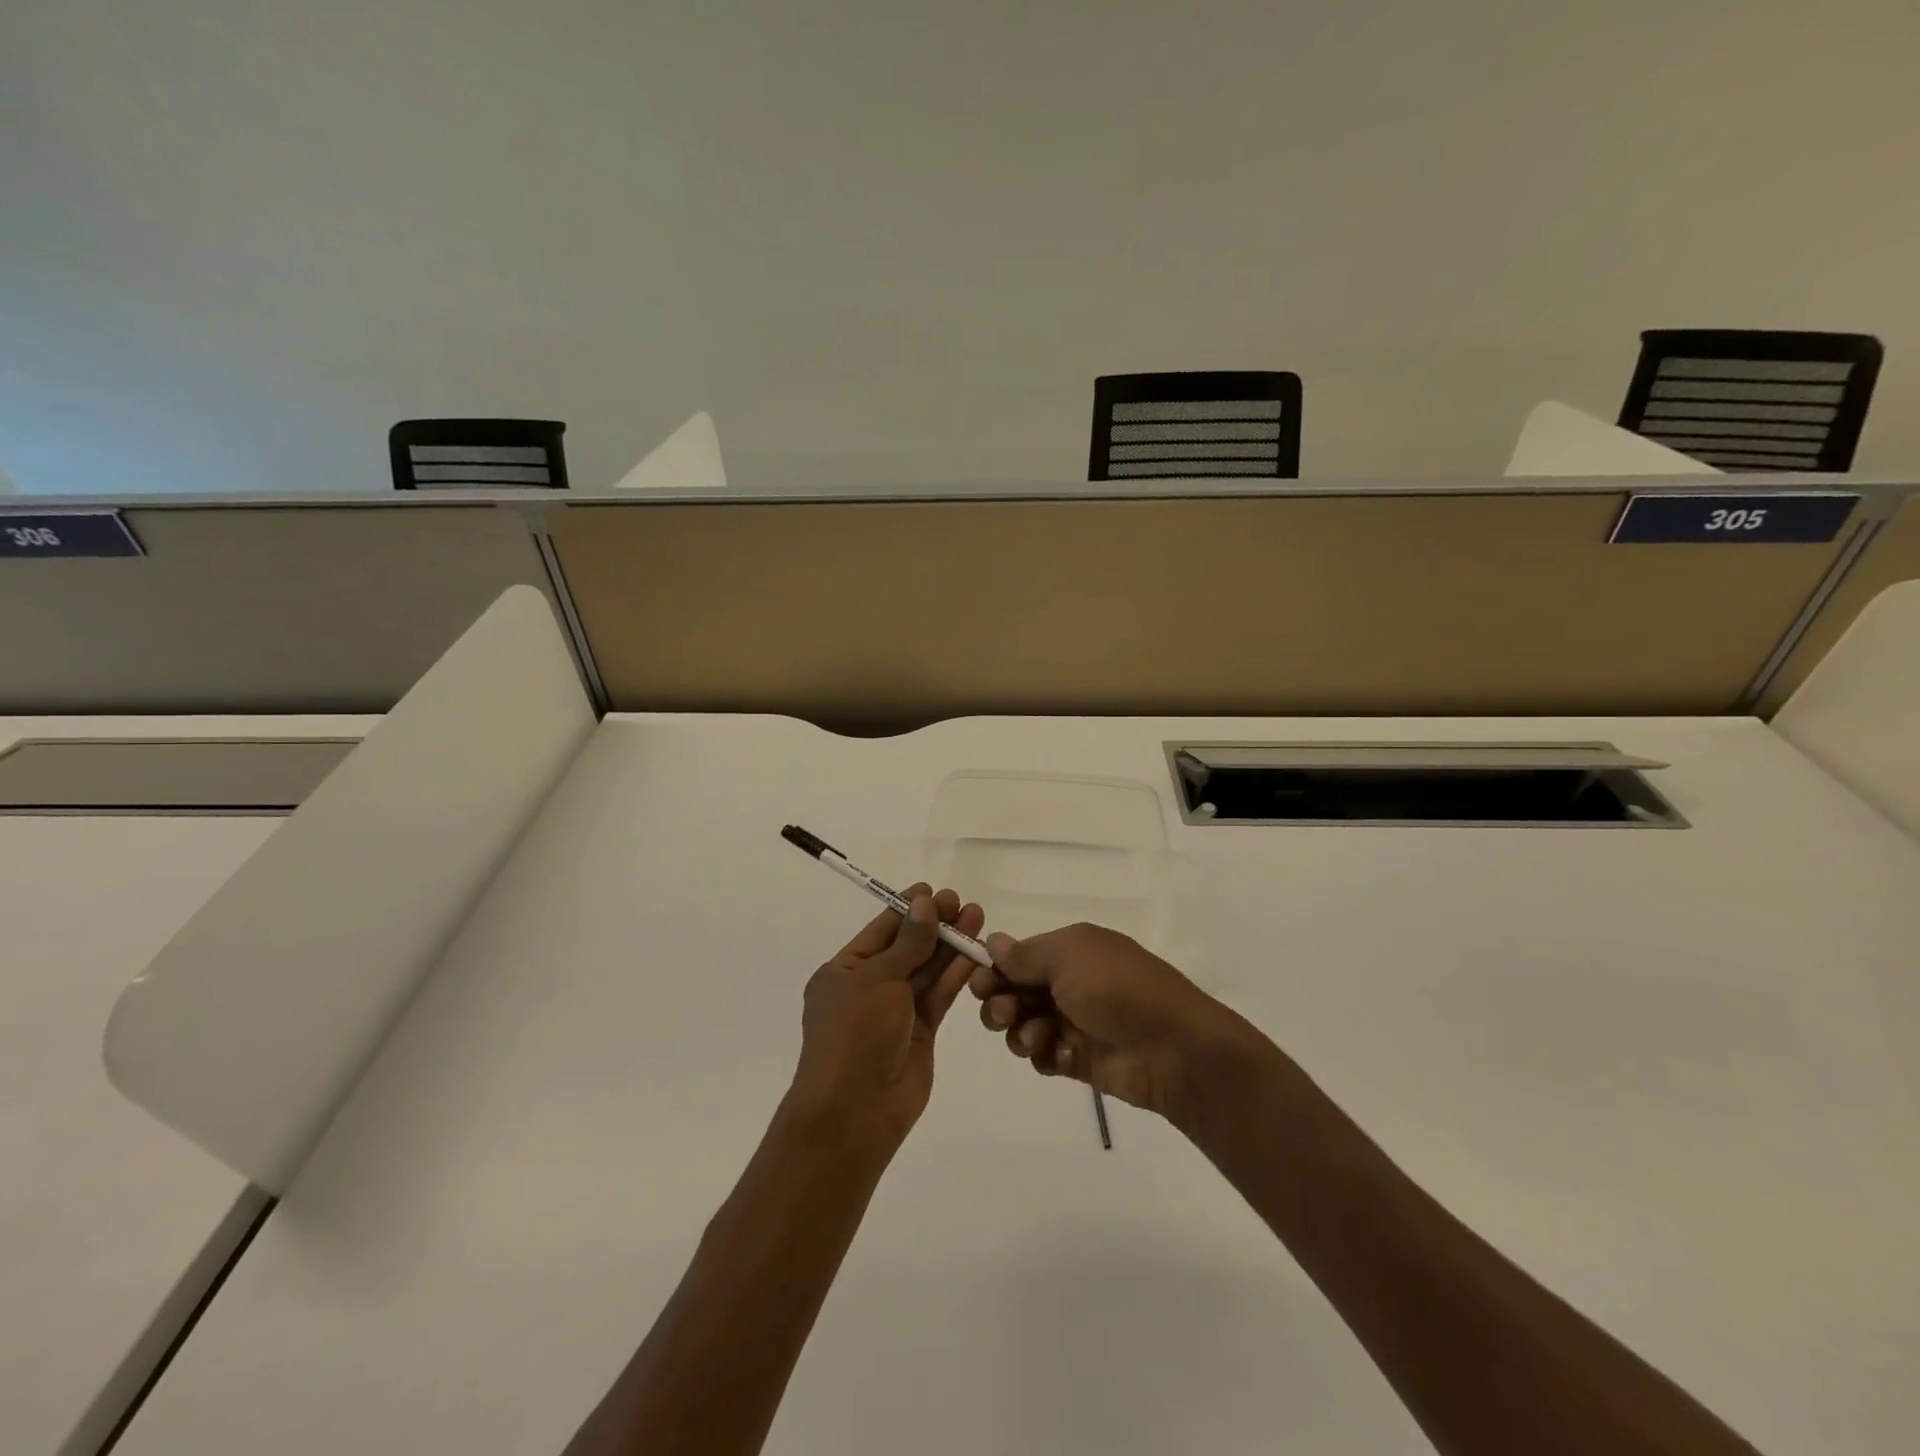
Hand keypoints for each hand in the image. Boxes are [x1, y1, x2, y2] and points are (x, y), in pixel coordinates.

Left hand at [789, 885, 982, 1149]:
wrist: (855, 1112)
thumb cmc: (855, 1034)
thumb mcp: (878, 979)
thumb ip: (908, 941)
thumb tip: (925, 902)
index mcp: (845, 971)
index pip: (881, 930)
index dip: (908, 909)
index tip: (934, 890)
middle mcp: (870, 987)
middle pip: (908, 947)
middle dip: (934, 924)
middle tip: (962, 902)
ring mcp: (896, 1011)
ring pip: (927, 969)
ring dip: (950, 945)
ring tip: (977, 917)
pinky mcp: (921, 1032)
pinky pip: (939, 995)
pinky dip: (956, 974)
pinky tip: (976, 952)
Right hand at [970, 922, 1258, 1121]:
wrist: (1172, 1048)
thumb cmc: (1117, 988)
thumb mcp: (1069, 957)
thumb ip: (1026, 955)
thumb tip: (993, 940)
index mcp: (1070, 950)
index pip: (1017, 956)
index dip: (993, 969)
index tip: (978, 981)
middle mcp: (1068, 983)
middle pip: (1014, 991)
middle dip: (999, 1001)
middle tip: (1002, 1012)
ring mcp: (1073, 1021)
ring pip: (1022, 1025)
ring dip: (1019, 1030)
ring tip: (1037, 1037)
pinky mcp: (1078, 1058)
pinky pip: (1042, 1055)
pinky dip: (1042, 1054)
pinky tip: (1057, 1054)